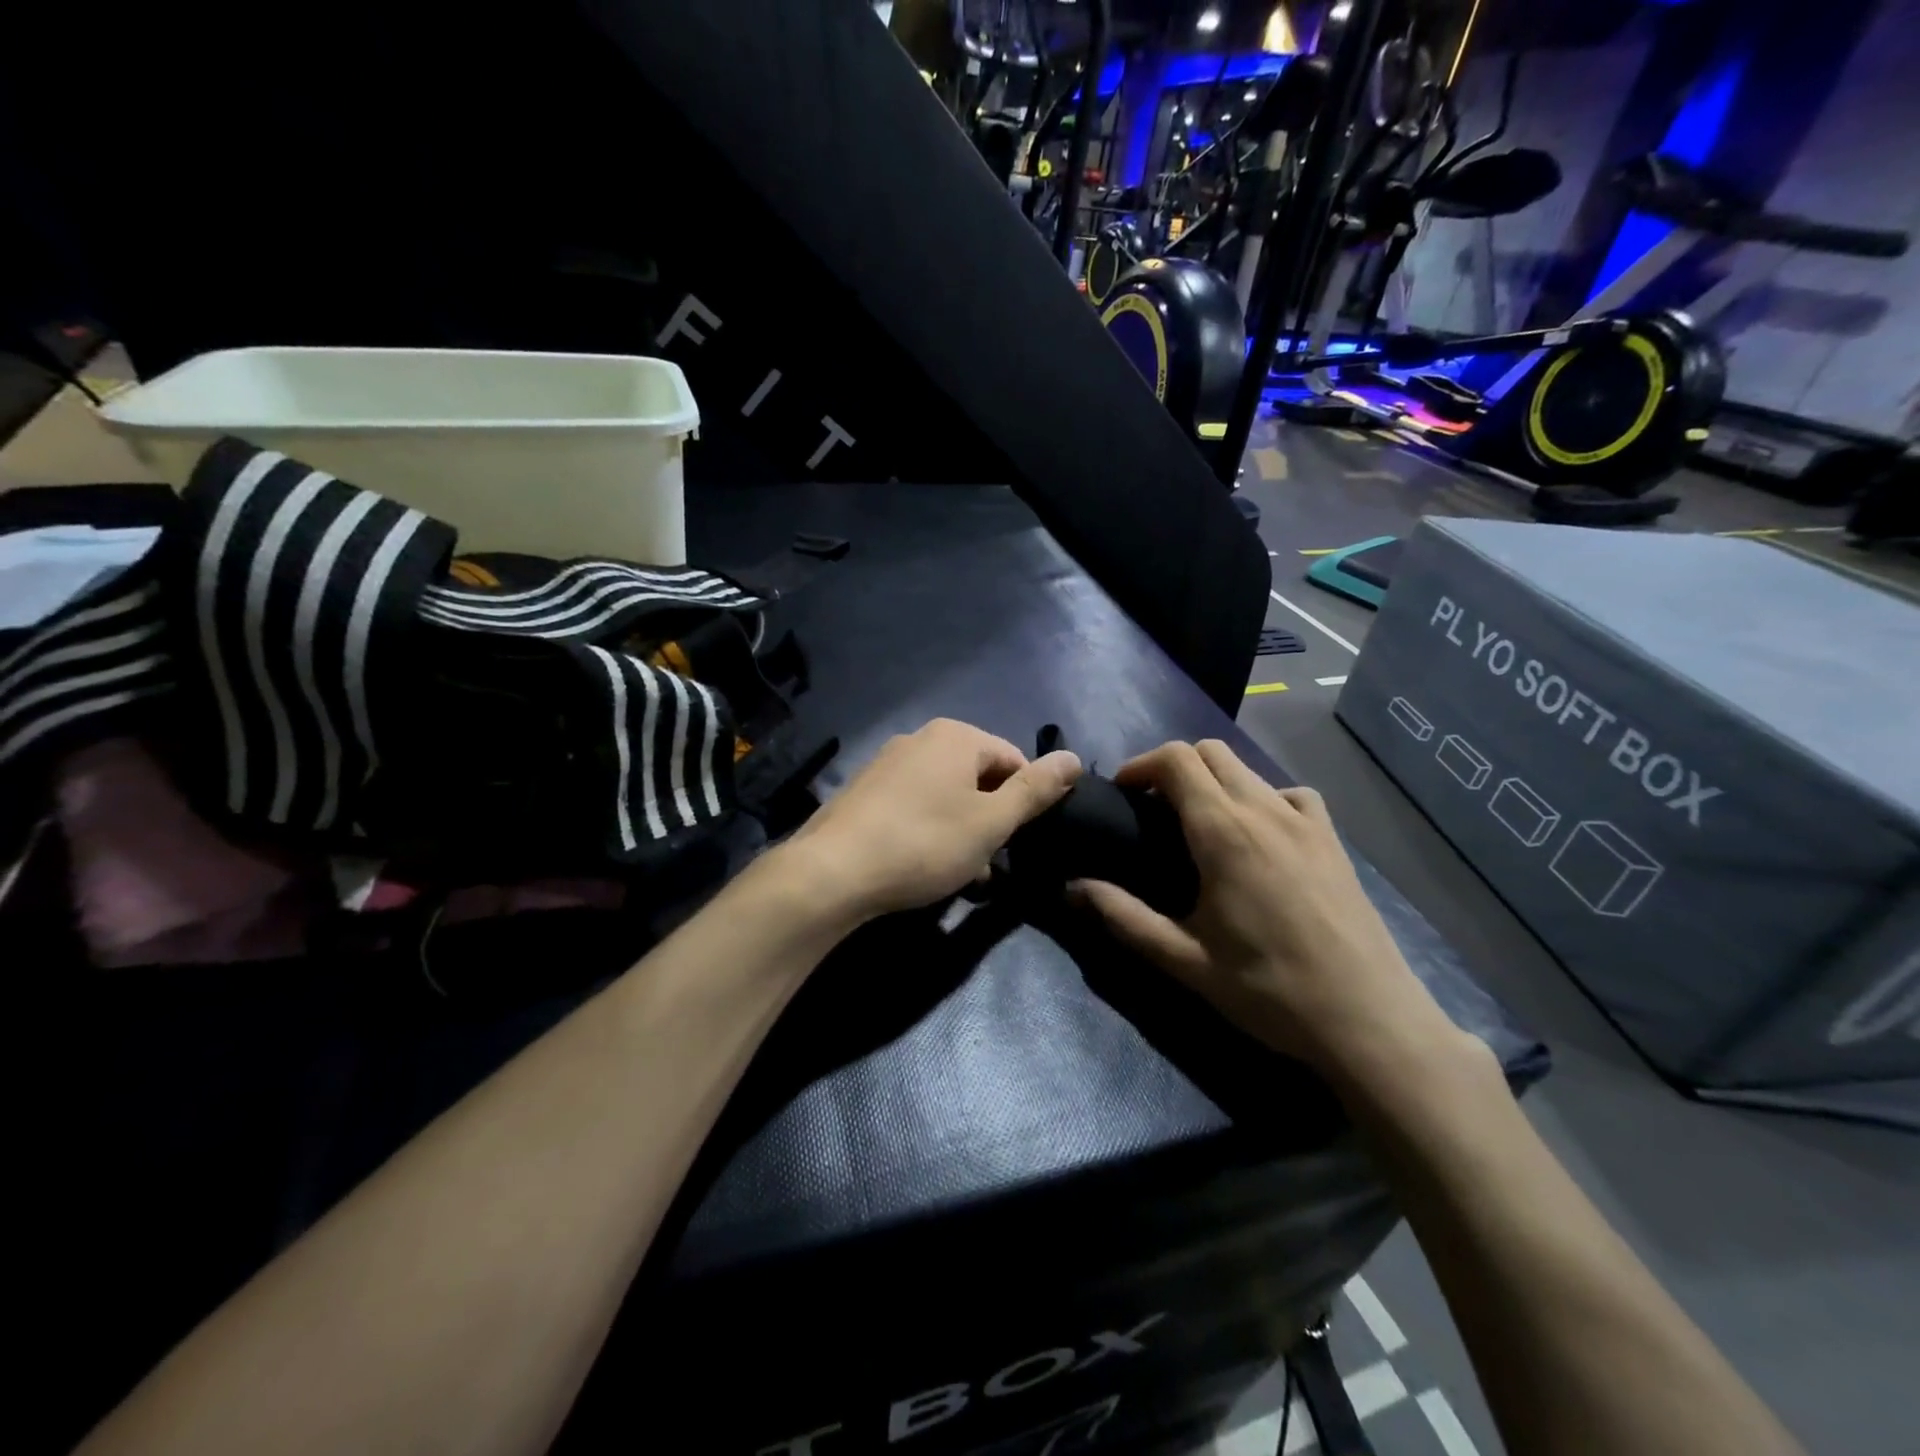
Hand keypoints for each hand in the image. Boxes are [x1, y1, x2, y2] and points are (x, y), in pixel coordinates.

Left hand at [786, 718, 1081, 920]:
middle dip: (991, 819)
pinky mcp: (865, 791)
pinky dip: (929, 830)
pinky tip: (924, 865)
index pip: (1013, 760)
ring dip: (962, 830)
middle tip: (989, 862)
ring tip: (960, 872)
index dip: (1025, 802)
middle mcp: (920, 739)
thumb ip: (1035, 790)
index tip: (1019, 842)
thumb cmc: (924, 843)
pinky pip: (914, 805)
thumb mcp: (991, 822)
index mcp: (955, 736)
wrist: (833, 872)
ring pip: (945, 795)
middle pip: (978, 777)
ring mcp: (887, 763)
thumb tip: (1073, 757)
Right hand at [1072, 740, 1466, 1078]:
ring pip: (1248, 768)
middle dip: (1172, 767)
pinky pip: (1290, 793)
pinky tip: (1259, 836)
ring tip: (1199, 824)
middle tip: (1152, 809)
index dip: (1141, 765)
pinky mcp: (1333, 839)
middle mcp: (1264, 809)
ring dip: (1214, 780)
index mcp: (1224, 831)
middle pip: (1210, 751)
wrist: (1368, 1020)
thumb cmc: (1268, 990)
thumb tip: (1071, 887)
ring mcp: (1305, 820)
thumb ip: (1122, 916)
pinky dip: (1262, 797)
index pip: (1176, 759)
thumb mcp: (1184, 959)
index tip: (1121, 794)